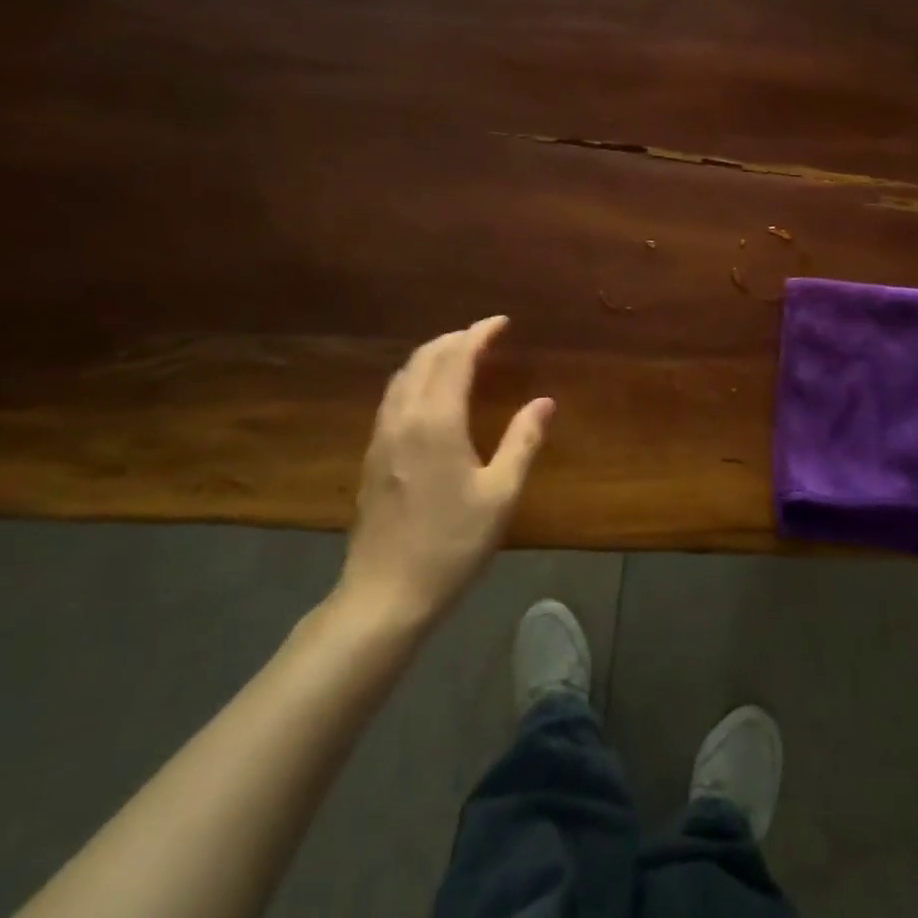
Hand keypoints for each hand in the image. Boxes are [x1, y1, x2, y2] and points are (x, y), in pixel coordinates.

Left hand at [337, 317, 552, 621]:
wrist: (385, 594)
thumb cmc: (451, 544)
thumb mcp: (500, 494)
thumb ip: (523, 441)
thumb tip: (545, 402)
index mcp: (436, 421)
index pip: (456, 357)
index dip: (479, 334)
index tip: (502, 323)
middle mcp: (404, 417)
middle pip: (424, 358)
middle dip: (455, 339)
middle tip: (484, 337)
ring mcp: (382, 436)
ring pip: (404, 376)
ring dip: (432, 356)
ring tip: (460, 357)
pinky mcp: (372, 456)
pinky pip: (394, 396)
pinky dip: (416, 378)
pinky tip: (431, 396)